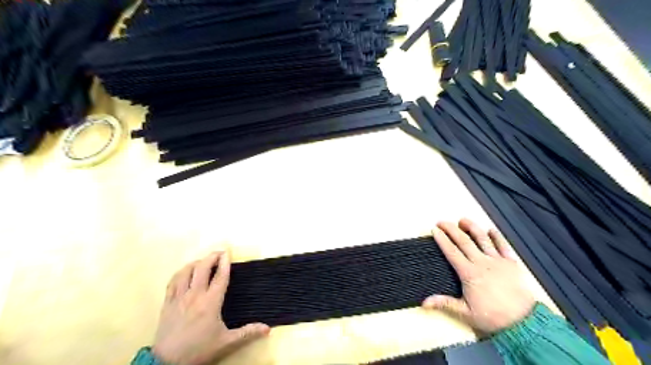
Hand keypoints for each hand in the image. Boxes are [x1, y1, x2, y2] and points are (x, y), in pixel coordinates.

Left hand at [153, 252, 269, 362]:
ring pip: (186, 272)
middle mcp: (194, 295)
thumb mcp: (226, 342)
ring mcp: (179, 298)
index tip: (228, 252)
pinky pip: (173, 281)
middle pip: (202, 268)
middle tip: (219, 253)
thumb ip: (247, 333)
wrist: (167, 363)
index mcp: (210, 302)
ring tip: (204, 261)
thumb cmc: (199, 350)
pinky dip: (181, 272)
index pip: (220, 276)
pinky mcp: (167, 303)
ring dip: (196, 263)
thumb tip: (267, 329)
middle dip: (211, 257)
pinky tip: (185, 272)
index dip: (225, 263)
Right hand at [423, 218, 533, 334]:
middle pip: (464, 241)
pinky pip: (504, 246)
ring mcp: (498, 261)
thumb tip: (424, 302)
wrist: (524, 323)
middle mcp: (482, 263)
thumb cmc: (493, 318)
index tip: (434, 230)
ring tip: (462, 220)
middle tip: (442, 221)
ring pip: (482, 239)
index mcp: (469, 273)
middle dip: (451, 229)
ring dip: (472, 227)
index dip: (442, 239)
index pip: (452, 252)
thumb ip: (445, 303)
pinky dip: (497, 236)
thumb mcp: (465, 313)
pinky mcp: (512, 263)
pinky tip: (491, 229)